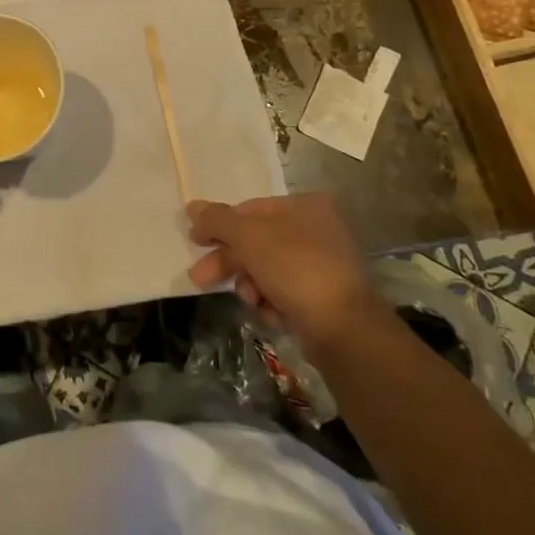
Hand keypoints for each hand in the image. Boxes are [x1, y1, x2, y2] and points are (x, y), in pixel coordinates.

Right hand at [186, 194, 386, 353]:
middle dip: (229, 262)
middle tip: (200, 279)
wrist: (343, 329)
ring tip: (250, 301)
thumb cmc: (295, 268)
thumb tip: (191, 207)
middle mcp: (316, 230)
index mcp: (304, 206)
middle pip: (256, 241)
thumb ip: (217, 220)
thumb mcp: (249, 236)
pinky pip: (284, 293)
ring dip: (249, 285)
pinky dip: (271, 303)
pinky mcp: (323, 298)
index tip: (196, 242)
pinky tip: (271, 314)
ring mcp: (321, 265)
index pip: (250, 209)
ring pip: (266, 270)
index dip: (219, 225)